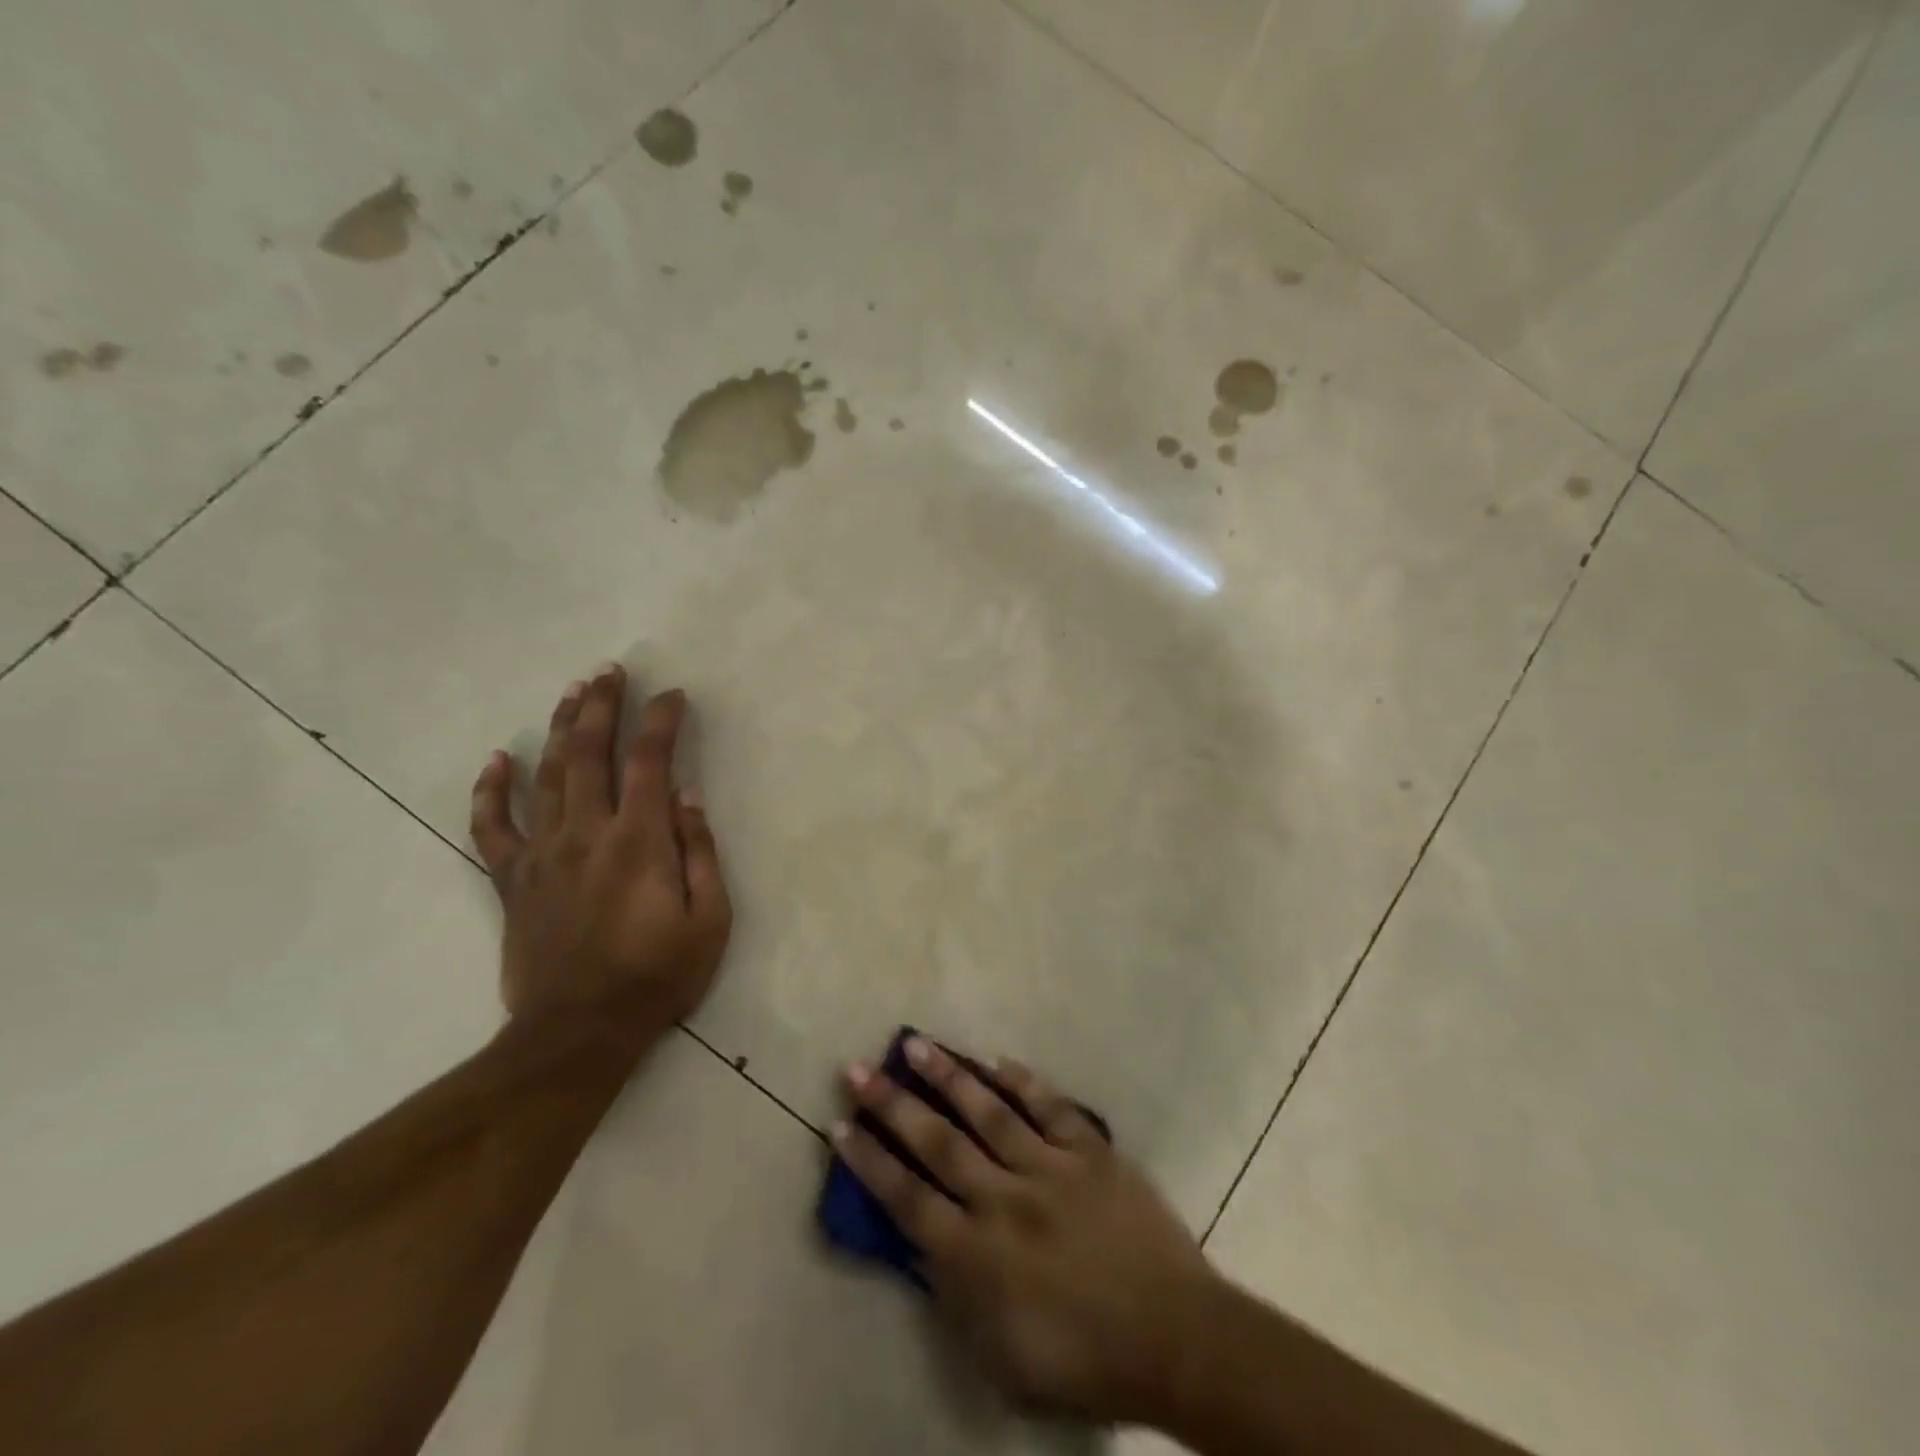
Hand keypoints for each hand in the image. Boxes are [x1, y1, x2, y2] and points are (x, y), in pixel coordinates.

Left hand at [468, 663, 731, 1049]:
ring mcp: (542, 854)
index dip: (662, 721)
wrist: (579, 1031)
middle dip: (602, 706)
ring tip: (572, 692)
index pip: (651, 761)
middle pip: (589, 753)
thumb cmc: (657, 976)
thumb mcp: (709, 920)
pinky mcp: (512, 879)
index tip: (673, 695)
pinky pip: (492, 826)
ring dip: (559, 728)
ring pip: (545, 775)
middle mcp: (586, 833)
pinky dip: (491, 790)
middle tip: (611, 671)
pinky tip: (498, 758)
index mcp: (638, 841)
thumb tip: (687, 797)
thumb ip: (700, 853)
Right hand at [835, 1038, 1219, 1422]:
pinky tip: (996, 1059)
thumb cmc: (1084, 1360)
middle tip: (860, 1068)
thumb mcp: (1001, 1358)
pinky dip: (1022, 1081)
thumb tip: (925, 1245)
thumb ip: (957, 1297)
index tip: (842, 1126)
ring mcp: (1050, 1168)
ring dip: (949, 1077)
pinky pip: (1050, 1106)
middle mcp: (1005, 1201)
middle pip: (938, 1143)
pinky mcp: (1090, 1152)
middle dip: (893, 1104)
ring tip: (918, 1044)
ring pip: (988, 1112)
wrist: (1174, 1338)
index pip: (908, 1199)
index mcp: (978, 1257)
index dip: (871, 1161)